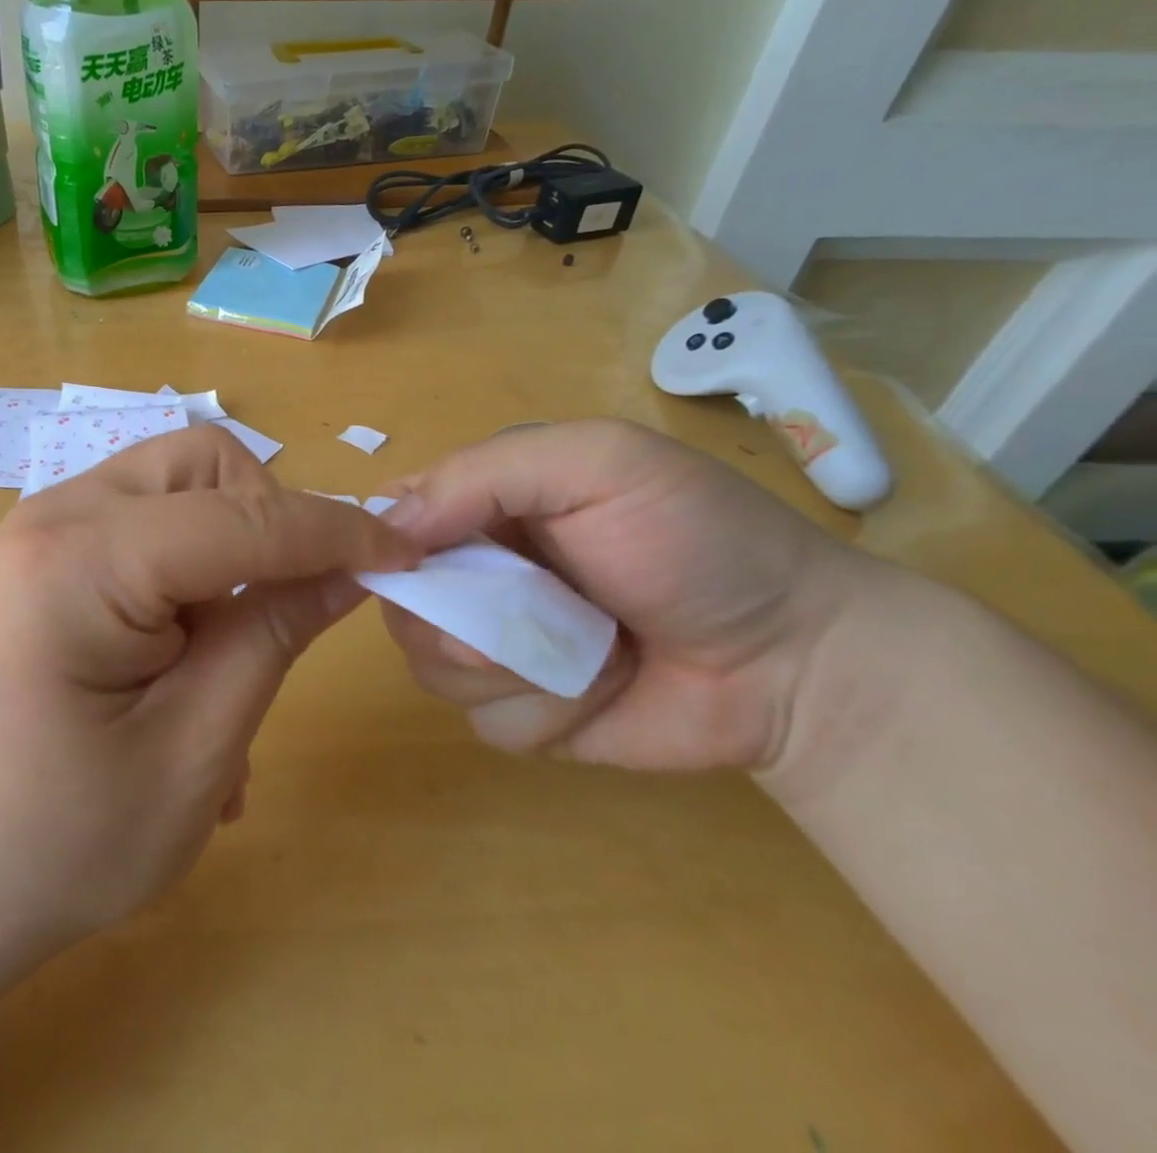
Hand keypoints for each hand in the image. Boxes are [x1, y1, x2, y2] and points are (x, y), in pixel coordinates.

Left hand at [0, 426, 417, 1010]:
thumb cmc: (49, 849)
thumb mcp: (191, 754)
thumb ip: (270, 637)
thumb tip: (348, 567)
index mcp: (80, 560)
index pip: (241, 516)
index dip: (335, 532)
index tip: (408, 555)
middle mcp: (51, 514)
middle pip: (199, 464)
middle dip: (267, 519)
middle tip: (284, 609)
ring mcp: (36, 529)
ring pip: (171, 485)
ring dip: (227, 544)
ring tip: (227, 653)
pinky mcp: (36, 556)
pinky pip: (138, 524)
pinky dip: (184, 566)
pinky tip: (180, 659)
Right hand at [378, 419, 880, 771]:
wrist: (797, 662)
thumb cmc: (696, 540)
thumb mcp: (597, 464)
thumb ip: (483, 475)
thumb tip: (386, 529)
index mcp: (482, 502)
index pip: (388, 515)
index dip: (386, 543)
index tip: (418, 564)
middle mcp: (474, 570)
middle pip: (398, 599)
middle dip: (452, 618)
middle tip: (522, 616)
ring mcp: (494, 644)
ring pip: (430, 665)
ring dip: (509, 667)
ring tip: (588, 651)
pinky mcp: (520, 709)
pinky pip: (480, 720)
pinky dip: (539, 712)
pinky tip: (597, 692)